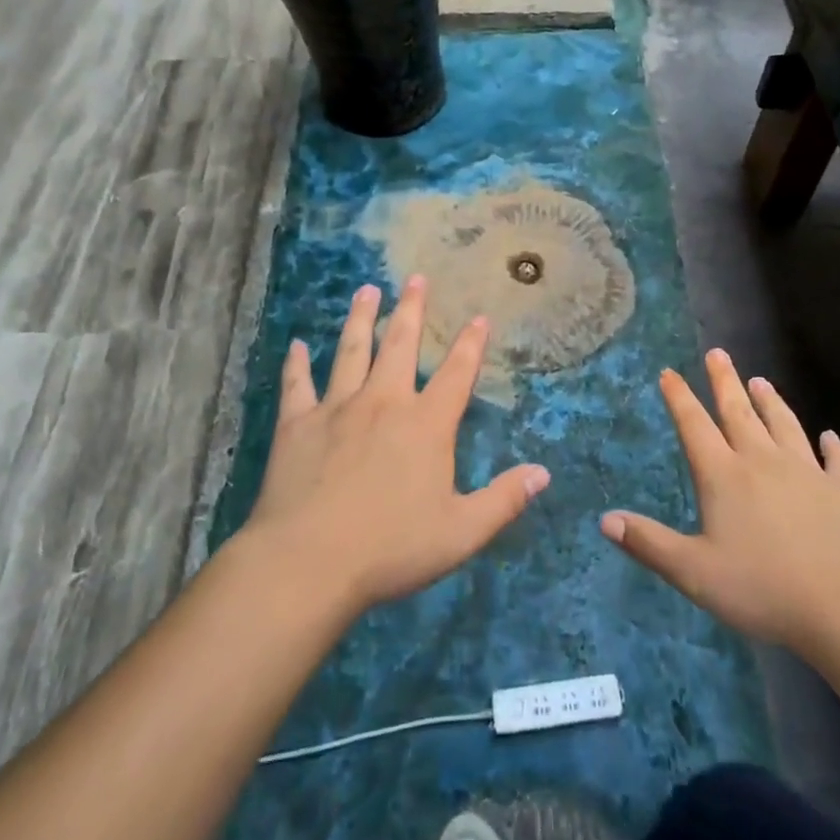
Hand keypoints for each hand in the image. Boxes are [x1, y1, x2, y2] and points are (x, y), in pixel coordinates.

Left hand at [243, 276, 549, 614]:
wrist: (308, 561)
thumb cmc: (391, 548)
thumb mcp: (461, 532)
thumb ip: (503, 500)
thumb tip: (543, 473)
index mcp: (426, 424)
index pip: (457, 373)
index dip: (471, 344)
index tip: (479, 317)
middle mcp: (384, 402)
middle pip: (401, 345)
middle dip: (411, 310)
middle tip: (415, 278)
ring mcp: (337, 408)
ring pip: (351, 351)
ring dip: (360, 318)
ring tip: (366, 290)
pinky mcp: (297, 424)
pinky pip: (297, 384)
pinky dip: (297, 363)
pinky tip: (297, 345)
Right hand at [601, 349, 839, 649]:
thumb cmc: (762, 588)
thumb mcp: (693, 572)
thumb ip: (649, 543)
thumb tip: (605, 519)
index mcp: (724, 476)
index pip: (694, 426)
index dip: (679, 398)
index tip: (669, 372)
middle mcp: (763, 462)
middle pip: (739, 412)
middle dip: (724, 381)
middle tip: (717, 353)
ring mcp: (808, 473)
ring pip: (784, 426)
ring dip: (771, 402)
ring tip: (761, 380)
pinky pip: (838, 461)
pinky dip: (834, 447)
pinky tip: (831, 438)